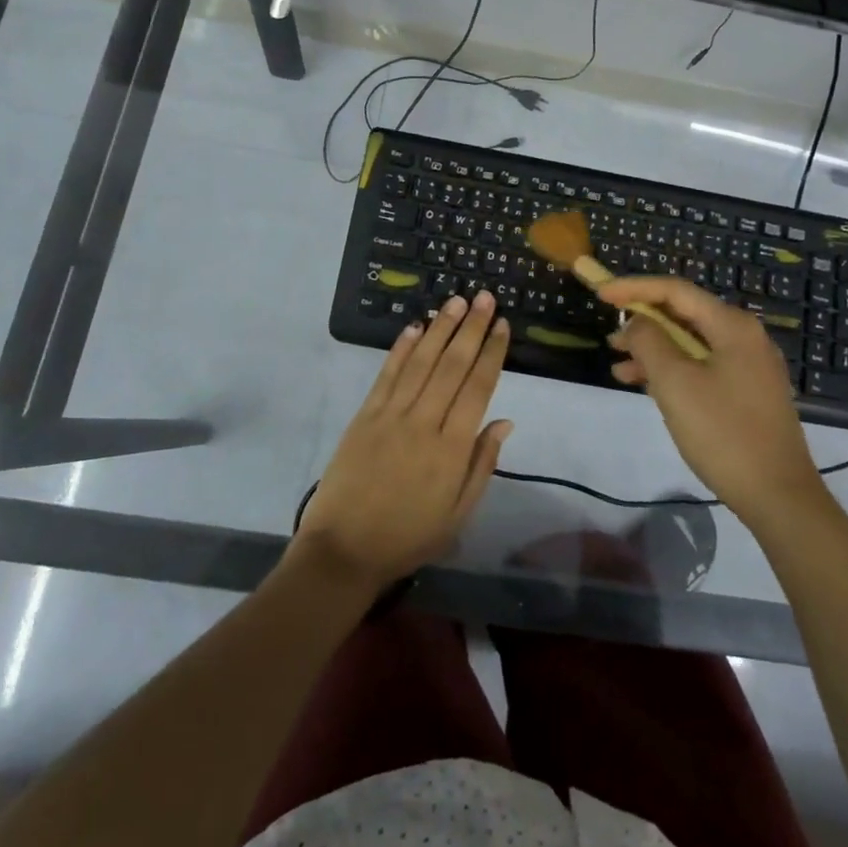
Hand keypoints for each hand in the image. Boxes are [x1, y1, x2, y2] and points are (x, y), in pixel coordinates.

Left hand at [294, 290, 513, 590]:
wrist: (343, 550)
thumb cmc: (408, 537)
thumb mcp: (458, 514)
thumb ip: (482, 465)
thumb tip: (504, 421)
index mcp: (452, 449)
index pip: (478, 388)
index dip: (492, 353)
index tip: (502, 325)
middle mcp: (424, 423)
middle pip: (452, 366)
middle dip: (471, 328)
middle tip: (484, 296)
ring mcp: (391, 415)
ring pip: (421, 362)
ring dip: (441, 328)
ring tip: (456, 301)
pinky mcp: (365, 415)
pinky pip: (387, 374)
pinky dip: (401, 348)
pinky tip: (416, 327)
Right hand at [602, 277, 828, 525]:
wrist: (779, 497)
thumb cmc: (723, 433)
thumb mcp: (675, 383)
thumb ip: (649, 342)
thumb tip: (636, 322)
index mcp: (732, 326)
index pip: (675, 290)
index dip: (634, 288)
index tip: (600, 295)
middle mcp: (744, 337)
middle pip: (684, 314)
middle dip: (643, 321)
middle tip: (609, 334)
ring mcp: (748, 366)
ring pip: (690, 343)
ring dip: (653, 350)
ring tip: (618, 365)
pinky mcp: (747, 392)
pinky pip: (701, 366)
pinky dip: (672, 370)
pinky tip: (644, 386)